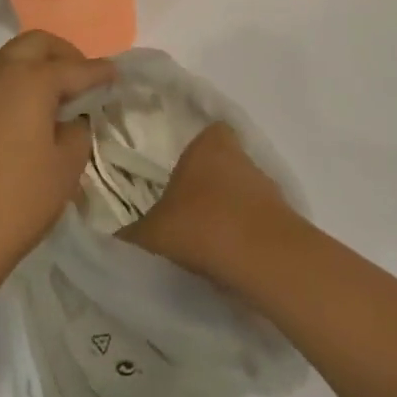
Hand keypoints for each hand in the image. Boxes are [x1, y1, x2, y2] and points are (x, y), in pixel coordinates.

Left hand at [0, 32, 111, 345]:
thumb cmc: (11, 206)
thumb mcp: (64, 171)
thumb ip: (76, 133)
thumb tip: (69, 120)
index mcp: (29, 80)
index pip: (75, 68)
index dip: (99, 72)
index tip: (115, 76)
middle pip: (35, 45)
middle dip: (63, 55)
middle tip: (80, 80)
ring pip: (2, 59)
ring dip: (28, 66)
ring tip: (45, 99)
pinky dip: (3, 87)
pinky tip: (11, 120)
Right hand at [118, 121, 297, 288]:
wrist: (262, 259)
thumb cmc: (200, 227)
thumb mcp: (148, 235)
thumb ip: (129, 235)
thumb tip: (112, 242)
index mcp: (210, 145)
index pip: (208, 134)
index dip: (195, 154)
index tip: (179, 179)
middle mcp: (242, 158)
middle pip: (225, 166)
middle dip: (209, 188)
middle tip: (185, 216)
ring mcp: (268, 188)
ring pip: (243, 195)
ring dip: (228, 215)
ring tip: (205, 246)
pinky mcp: (285, 220)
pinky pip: (257, 224)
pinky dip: (244, 239)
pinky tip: (227, 262)